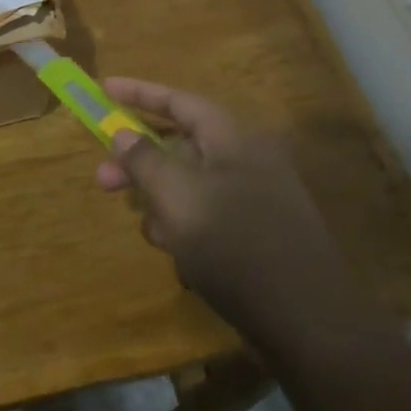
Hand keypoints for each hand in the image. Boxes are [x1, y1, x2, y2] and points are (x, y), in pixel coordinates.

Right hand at [93, 78, 360, 333]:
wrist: (307, 321)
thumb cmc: (235, 246)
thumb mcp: (178, 197)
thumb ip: (145, 159)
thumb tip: (123, 133)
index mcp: (232, 138)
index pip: (178, 100)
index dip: (138, 93)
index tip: (104, 88)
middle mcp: (245, 159)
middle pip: (180, 145)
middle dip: (140, 164)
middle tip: (103, 180)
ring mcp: (254, 197)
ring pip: (190, 185)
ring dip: (163, 203)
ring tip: (156, 235)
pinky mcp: (256, 232)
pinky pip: (208, 215)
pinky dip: (187, 228)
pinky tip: (183, 259)